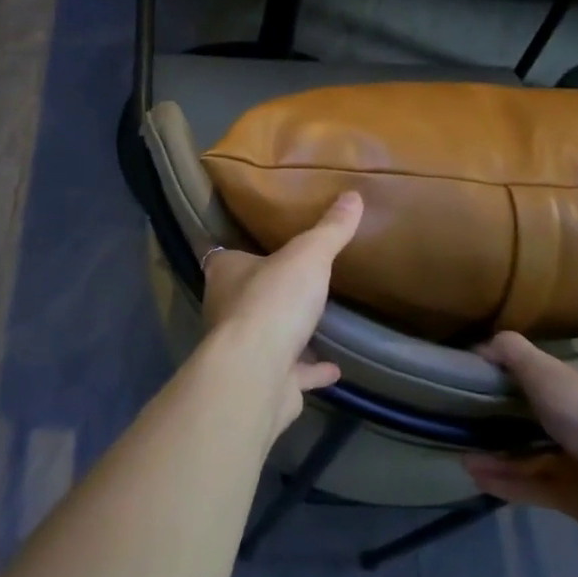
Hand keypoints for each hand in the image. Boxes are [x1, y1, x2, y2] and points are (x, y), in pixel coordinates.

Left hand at [201, 192, 362, 432]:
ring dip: (287, 332)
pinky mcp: (263, 381)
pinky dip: (310, 371)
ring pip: (265, 336)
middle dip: (266, 290)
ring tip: (315, 320)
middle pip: (244, 296)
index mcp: (226, 274)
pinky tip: (334, 368)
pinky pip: (291, 373)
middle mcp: (226, 310)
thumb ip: (329, 230)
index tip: (258, 245)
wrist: (257, 372)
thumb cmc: (273, 301)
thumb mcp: (308, 255)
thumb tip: (353, 195)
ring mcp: (244, 349)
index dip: (238, 252)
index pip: (223, 257)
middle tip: (295, 279)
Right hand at [462, 331, 577, 544]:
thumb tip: (481, 346)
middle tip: (478, 415)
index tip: (536, 380)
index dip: (574, 379)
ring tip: (462, 448)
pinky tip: (472, 473)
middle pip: (557, 421)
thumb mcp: (545, 370)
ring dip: (500, 454)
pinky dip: (504, 480)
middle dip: (516, 421)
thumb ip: (512, 353)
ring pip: (538, 457)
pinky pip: (533, 486)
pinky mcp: (575, 499)